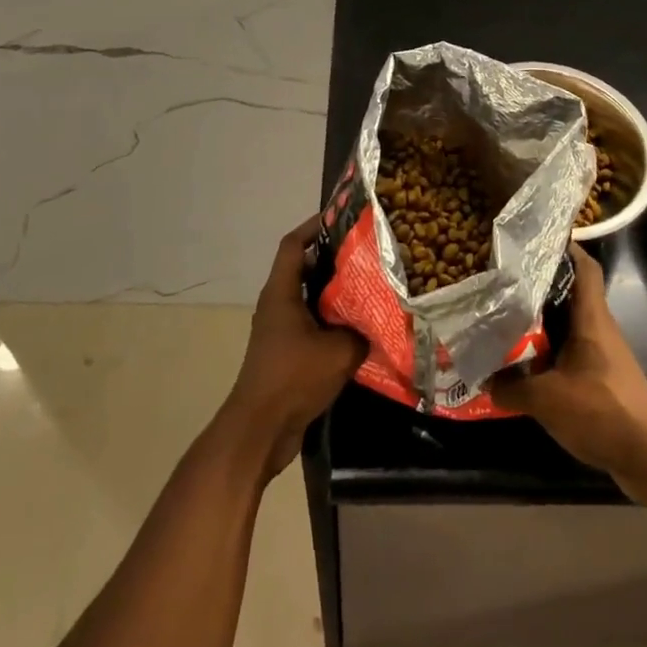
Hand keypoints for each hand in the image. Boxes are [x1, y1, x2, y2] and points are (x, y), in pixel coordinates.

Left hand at [222, 216, 367, 481]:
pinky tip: (359, 328)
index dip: (314, 226)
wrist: (260, 429)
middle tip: (367, 254)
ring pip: (309, 298)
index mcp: (281, 292)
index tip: (342, 217)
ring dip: (334, 293)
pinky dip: (331, 320)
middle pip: (304, 269)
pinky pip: (311, 324)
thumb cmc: (294, 377)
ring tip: (369, 287)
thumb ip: (363, 330)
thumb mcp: (340, 350)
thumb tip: (386, 317)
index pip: (294, 244)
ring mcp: (279, 329)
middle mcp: (276, 304)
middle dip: (333, 259)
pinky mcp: (285, 352)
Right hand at [490, 244, 646, 511]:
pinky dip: (550, 351)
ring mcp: (604, 354)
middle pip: (570, 294)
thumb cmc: (601, 412)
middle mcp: (600, 328)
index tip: (534, 241)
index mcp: (591, 319)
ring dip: (542, 322)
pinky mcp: (603, 377)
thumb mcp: (546, 400)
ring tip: (507, 319)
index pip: (584, 267)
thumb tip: (484, 379)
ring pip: (569, 324)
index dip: (564, 248)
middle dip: (539, 286)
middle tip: (504, 282)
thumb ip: (511, 387)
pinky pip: (572, 351)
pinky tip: (526, 363)